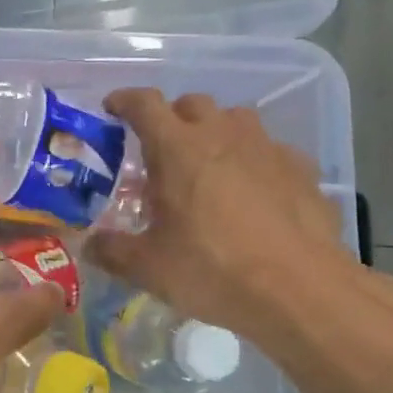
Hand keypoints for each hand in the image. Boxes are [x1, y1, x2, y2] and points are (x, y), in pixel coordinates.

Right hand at [87, 88, 354, 339]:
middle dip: (172, 117)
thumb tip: (89, 246)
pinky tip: (254, 192)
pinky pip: (270, 150)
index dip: (124, 101)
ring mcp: (267, 148)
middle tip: (161, 150)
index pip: (144, 103)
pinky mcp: (302, 169)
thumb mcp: (148, 268)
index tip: (113, 109)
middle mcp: (222, 134)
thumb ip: (112, 251)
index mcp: (177, 148)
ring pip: (235, 119)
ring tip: (208, 166)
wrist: (301, 291)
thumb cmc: (213, 270)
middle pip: (191, 103)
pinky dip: (254, 160)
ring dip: (216, 132)